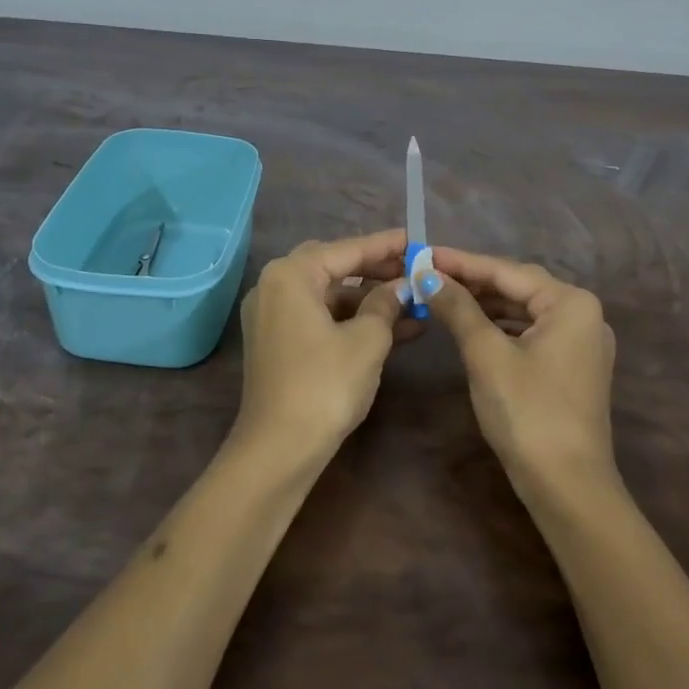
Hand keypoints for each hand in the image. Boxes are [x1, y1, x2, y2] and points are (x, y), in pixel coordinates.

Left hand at [236, 229, 412, 458]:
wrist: (279, 449)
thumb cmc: (325, 385)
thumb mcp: (367, 340)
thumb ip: (386, 304)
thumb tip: (402, 286)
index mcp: (290, 275)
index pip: (346, 250)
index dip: (385, 245)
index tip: (416, 239)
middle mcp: (274, 286)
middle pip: (334, 267)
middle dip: (376, 270)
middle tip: (413, 269)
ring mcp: (272, 315)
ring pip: (329, 295)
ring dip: (369, 299)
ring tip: (414, 303)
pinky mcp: (278, 342)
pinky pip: (320, 317)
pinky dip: (352, 320)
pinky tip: (394, 329)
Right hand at [426, 247, 617, 491]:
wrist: (567, 487)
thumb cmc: (527, 412)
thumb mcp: (486, 355)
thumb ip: (458, 308)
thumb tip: (428, 275)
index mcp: (571, 303)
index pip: (507, 271)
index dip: (462, 262)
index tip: (424, 253)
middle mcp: (584, 314)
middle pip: (519, 286)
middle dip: (473, 281)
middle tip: (429, 274)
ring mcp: (582, 342)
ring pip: (525, 310)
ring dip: (486, 303)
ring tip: (443, 296)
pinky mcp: (573, 366)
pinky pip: (532, 332)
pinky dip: (502, 326)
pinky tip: (473, 325)